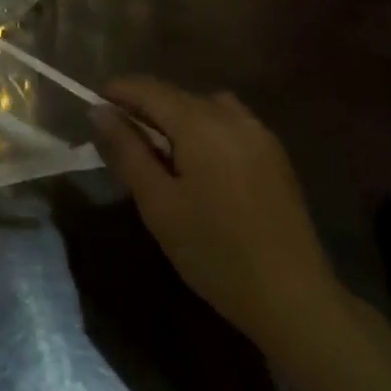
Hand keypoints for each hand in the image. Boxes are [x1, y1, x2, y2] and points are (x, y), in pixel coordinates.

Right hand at [90, 78, 349, 358]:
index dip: (117, 91)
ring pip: (202, 105)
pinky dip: (204, 126)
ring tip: (161, 148)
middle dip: (144, 106)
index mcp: (200, 123)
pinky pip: (228, 121)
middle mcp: (230, 116)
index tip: (94, 106)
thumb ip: (126, 150)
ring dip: (175, 115)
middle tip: (120, 135)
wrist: (296, 302)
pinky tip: (200, 162)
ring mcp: (258, 133)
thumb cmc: (216, 254)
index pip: (148, 88)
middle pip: (175, 94)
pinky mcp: (274, 153)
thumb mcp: (158, 204)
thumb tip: (98, 111)